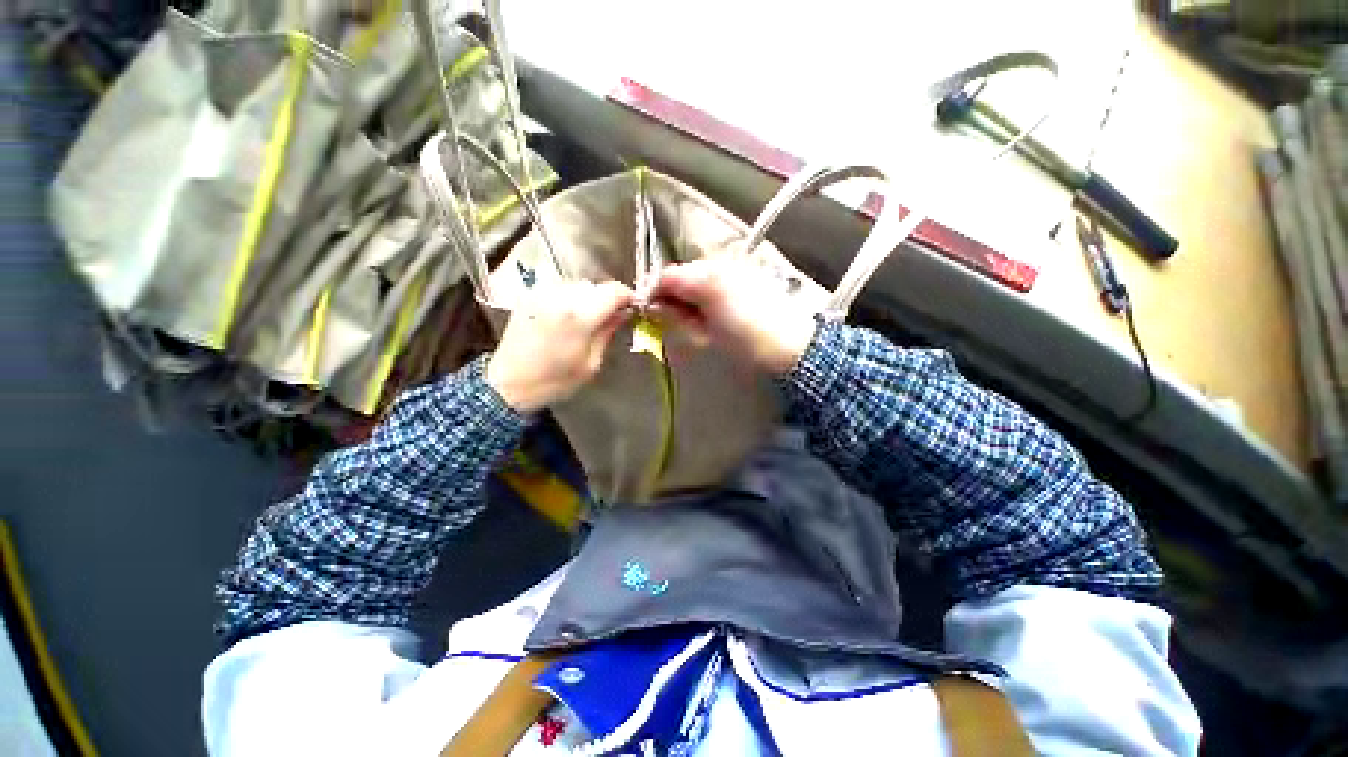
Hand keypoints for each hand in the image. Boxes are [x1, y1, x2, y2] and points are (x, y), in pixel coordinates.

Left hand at [487, 280, 634, 412]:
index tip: (632, 306)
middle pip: (595, 286)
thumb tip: (623, 313)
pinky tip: (568, 315)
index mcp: (580, 316)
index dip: (627, 296)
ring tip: (588, 317)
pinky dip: (569, 297)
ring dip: (588, 297)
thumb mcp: (591, 363)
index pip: (614, 291)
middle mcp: (561, 297)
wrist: (508, 384)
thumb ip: (608, 332)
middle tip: (611, 316)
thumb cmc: (555, 381)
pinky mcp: (529, 296)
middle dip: (607, 298)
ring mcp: (542, 293)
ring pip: (577, 284)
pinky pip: (559, 288)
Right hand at [649, 256, 816, 374]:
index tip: (651, 311)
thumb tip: (654, 306)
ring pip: (698, 274)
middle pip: (682, 273)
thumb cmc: (745, 343)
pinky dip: (707, 291)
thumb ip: (676, 316)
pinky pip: (715, 277)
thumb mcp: (704, 334)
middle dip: (674, 294)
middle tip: (676, 319)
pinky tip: (715, 309)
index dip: (654, 293)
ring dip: (691, 293)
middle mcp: (717, 263)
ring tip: (698, 317)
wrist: (791, 344)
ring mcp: (734, 265)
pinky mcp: (746, 272)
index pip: (666, 277)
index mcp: (705, 279)